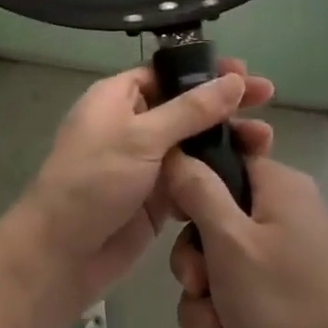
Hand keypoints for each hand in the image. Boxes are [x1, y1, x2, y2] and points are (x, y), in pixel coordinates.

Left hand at [14, 58, 273, 313]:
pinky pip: (192, 177)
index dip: (206, 71)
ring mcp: (145, 162)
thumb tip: (234, 81)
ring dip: (227, 140)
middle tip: (267, 100)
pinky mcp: (156, 198)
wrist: (61, 255)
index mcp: (118, 97)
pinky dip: (216, 174)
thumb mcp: (142, 137)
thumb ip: (191, 110)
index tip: (244, 74)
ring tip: (265, 141)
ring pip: (194, 143)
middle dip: (225, 104)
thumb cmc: (93, 181)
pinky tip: (247, 173)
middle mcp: (133, 124)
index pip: (168, 73)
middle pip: (187, 106)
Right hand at [166, 151, 327, 327]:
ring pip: (218, 269)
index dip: (194, 183)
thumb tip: (176, 152)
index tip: (177, 215)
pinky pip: (233, 303)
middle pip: (215, 221)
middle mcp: (285, 218)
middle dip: (195, 264)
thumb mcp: (230, 242)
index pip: (227, 159)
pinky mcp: (281, 306)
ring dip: (203, 305)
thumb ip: (198, 191)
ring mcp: (284, 265)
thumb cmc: (281, 307)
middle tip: (198, 287)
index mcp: (282, 189)